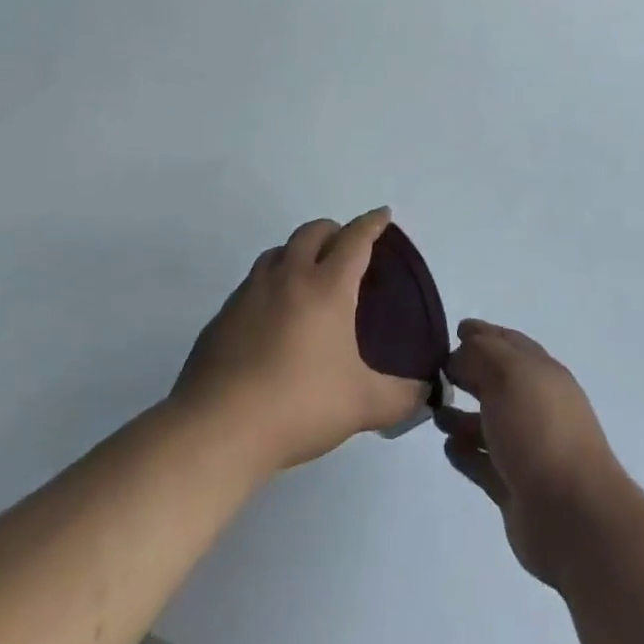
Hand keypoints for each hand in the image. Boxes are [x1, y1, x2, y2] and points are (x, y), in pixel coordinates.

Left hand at [173, 209, 423, 475]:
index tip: (383, 214)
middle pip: (312, 232)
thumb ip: (400, 397)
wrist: (217, 428)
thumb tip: (425, 394)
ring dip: (297, 252)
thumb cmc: (299, 404)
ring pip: (277, 252)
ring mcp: (250, 293)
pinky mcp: (223, 317)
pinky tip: (271, 316)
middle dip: (333, 230)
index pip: (355, 240)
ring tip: (307, 274)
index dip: (372, 224)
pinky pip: (251, 284)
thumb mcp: (361, 405)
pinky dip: (269, 284)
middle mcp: (288, 278)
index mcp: (327, 287)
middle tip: (346, 246)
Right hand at [437, 320, 635, 587]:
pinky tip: (447, 447)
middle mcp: (536, 406)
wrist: (571, 514)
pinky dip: (465, 453)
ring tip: (434, 412)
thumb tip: (459, 355)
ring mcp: (526, 448)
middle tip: (436, 371)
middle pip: (497, 381)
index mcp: (541, 373)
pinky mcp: (514, 486)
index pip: (509, 343)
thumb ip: (480, 355)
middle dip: (469, 373)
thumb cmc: (539, 429)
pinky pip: (483, 462)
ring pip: (488, 423)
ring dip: (462, 415)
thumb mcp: (508, 374)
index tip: (455, 330)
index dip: (483, 334)